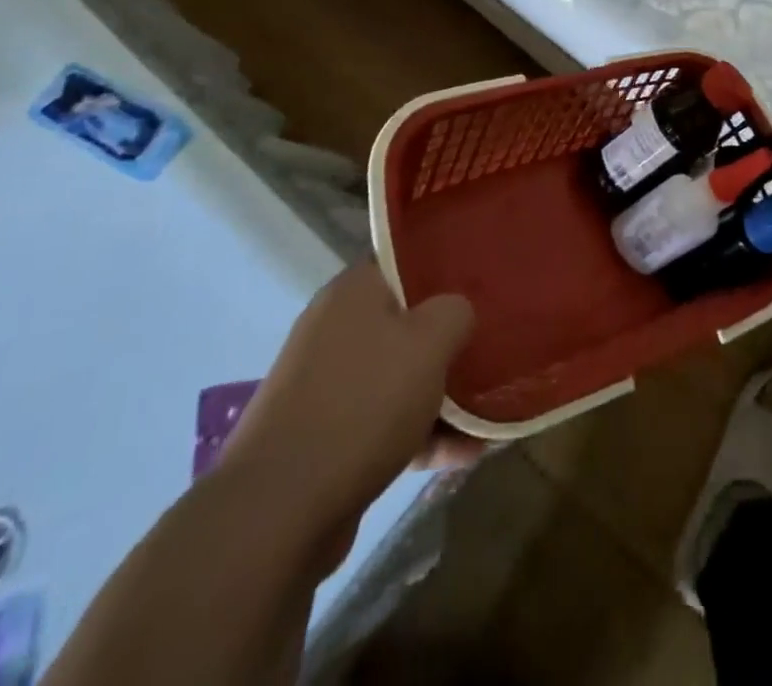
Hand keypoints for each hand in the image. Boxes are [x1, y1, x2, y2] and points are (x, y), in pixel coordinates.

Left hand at [215, 264, 472, 558]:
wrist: (278, 509)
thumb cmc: (363, 403)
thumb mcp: (430, 341)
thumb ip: (455, 312)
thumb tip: (457, 312)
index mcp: (353, 293)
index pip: (404, 261)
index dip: (445, 268)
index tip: (482, 284)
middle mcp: (336, 330)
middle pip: (406, 321)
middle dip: (449, 339)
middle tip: (493, 346)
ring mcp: (327, 386)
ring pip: (399, 376)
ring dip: (442, 394)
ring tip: (489, 412)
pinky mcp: (326, 437)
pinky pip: (386, 423)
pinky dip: (422, 434)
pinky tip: (464, 454)